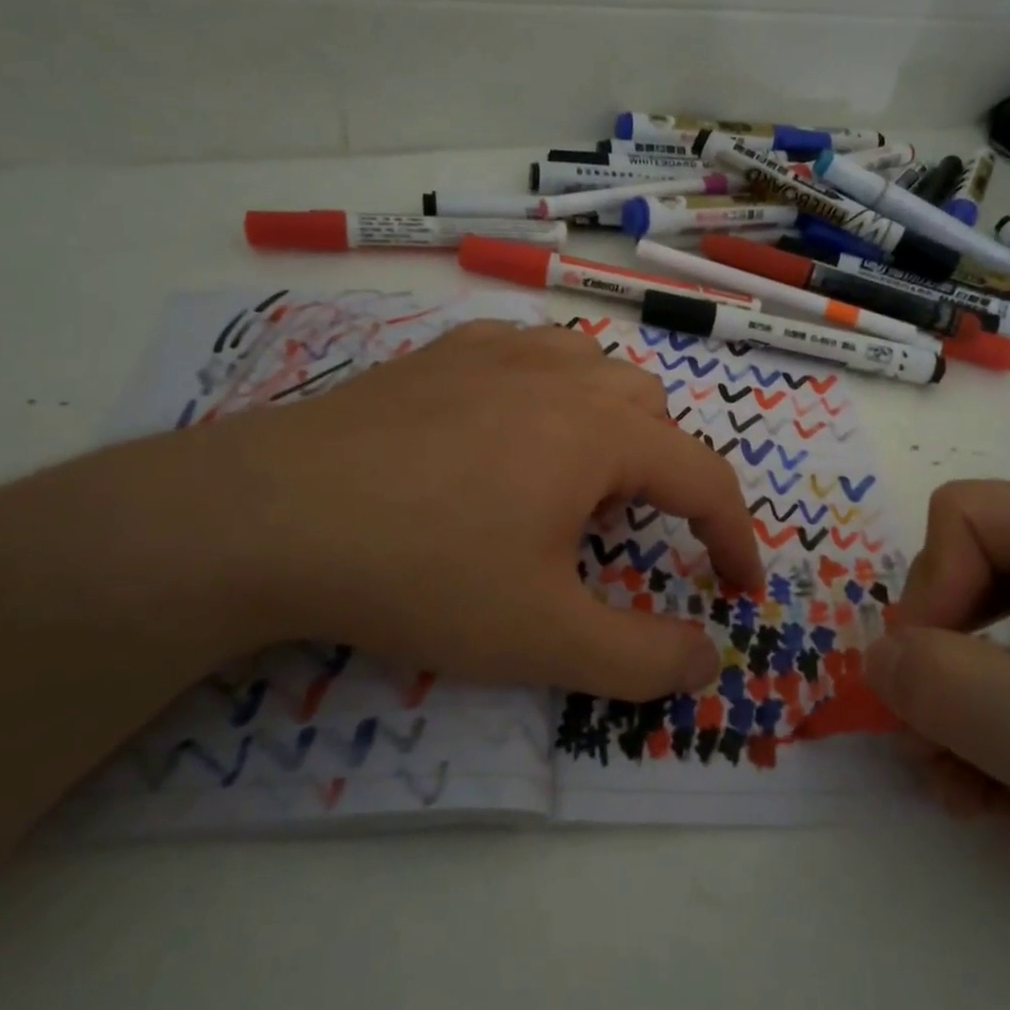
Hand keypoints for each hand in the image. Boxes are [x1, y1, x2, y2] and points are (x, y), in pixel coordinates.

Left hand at [98, 320, 762, 700]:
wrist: (270, 515)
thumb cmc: (423, 572)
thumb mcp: (543, 638)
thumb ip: (642, 659)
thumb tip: (708, 660)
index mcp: (600, 431)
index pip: (705, 477)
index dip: (735, 537)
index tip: (739, 590)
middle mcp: (560, 373)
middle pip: (652, 411)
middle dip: (662, 475)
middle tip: (619, 534)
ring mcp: (496, 349)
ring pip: (593, 371)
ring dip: (609, 426)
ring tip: (568, 480)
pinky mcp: (442, 351)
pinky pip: (529, 356)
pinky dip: (548, 395)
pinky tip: (503, 436)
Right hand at [864, 480, 1009, 972]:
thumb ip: (952, 688)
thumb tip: (874, 656)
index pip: (966, 516)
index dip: (935, 586)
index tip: (938, 675)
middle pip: (952, 578)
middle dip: (935, 666)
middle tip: (942, 743)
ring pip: (954, 637)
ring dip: (943, 715)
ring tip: (967, 785)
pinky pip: (978, 681)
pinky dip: (967, 738)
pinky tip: (992, 795)